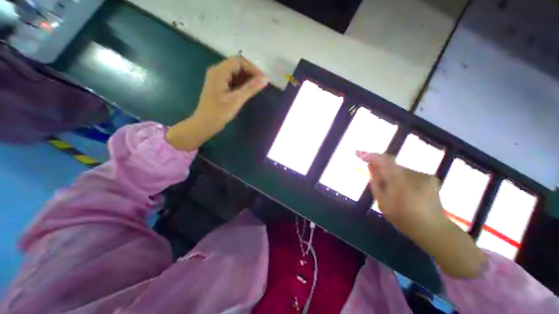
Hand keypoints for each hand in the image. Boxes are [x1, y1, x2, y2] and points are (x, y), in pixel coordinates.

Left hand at [166, 56, 268, 151]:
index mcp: (219, 72)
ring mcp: (217, 78)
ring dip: (247, 79)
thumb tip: (265, 79)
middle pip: (237, 65)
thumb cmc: (219, 113)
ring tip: (257, 88)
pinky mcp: (219, 85)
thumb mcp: (236, 100)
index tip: (263, 79)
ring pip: (235, 73)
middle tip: (261, 84)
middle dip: (251, 73)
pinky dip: (241, 83)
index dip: (253, 68)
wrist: (204, 125)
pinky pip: (232, 80)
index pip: (239, 61)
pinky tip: (248, 91)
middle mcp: (217, 71)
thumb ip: (250, 88)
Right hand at [356, 151, 448, 233]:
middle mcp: (413, 173)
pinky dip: (400, 178)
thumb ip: (376, 182)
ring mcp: (423, 175)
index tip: (358, 153)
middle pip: (391, 164)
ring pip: (399, 169)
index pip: (383, 160)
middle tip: (373, 174)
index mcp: (399, 180)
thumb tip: (371, 166)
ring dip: (391, 174)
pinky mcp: (430, 178)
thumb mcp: (382, 202)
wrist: (433, 229)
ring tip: (390, 188)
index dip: (370, 155)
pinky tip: (402, 190)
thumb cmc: (403, 217)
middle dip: (380, 167)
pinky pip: (408, 173)